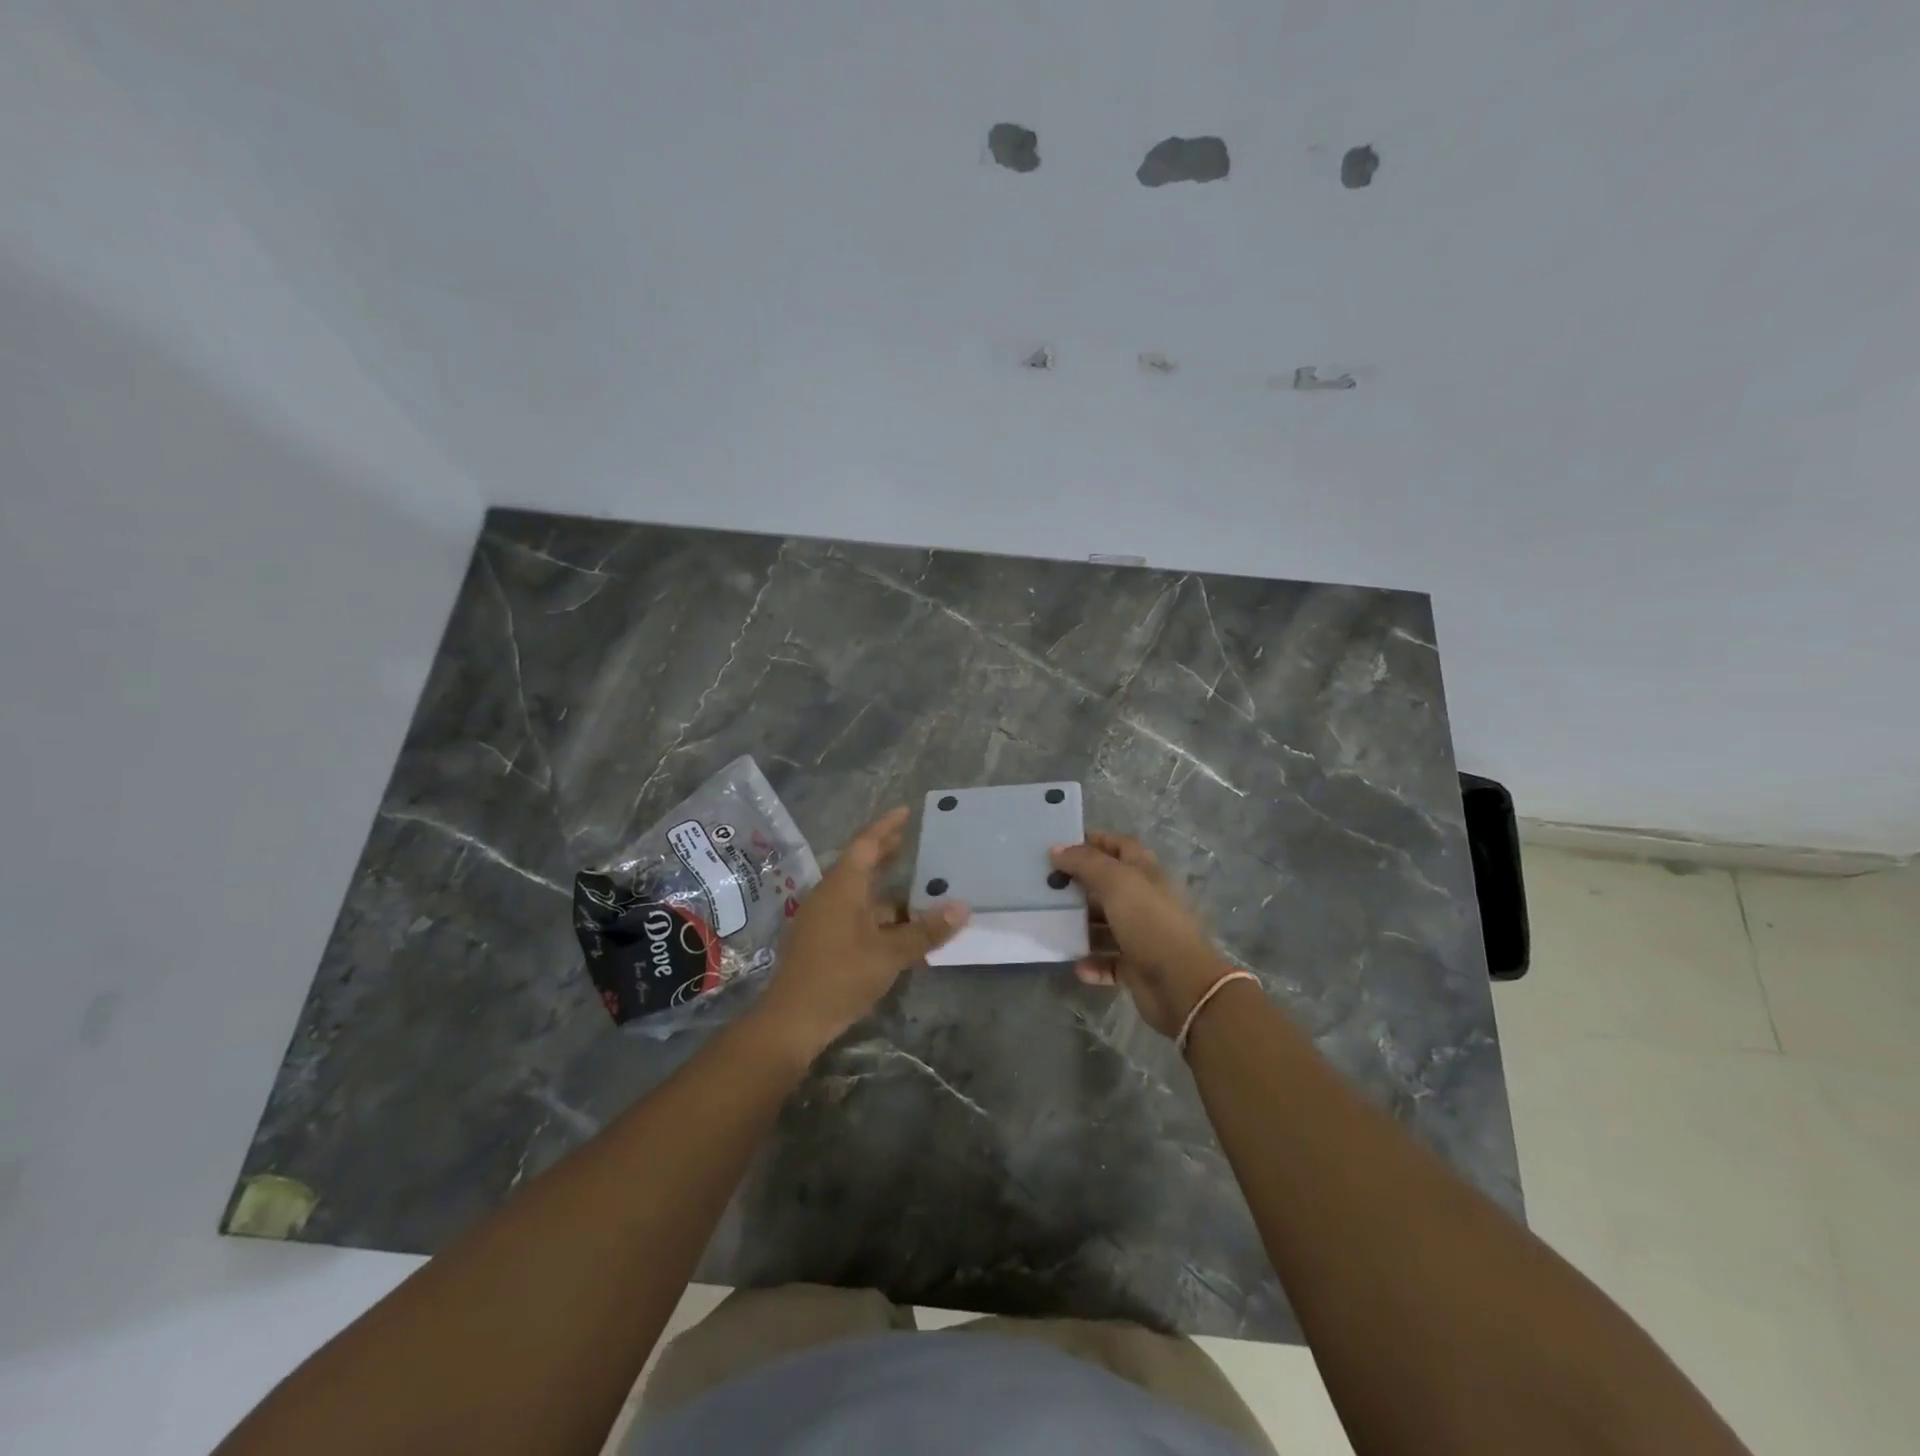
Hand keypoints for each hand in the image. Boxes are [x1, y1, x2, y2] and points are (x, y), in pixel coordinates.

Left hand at [755, 808, 969, 1056]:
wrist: (792, 1021)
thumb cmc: (840, 976)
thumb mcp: (889, 954)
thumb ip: (925, 931)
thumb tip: (962, 907)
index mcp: (842, 886)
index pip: (866, 844)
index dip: (887, 826)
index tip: (906, 811)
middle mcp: (831, 895)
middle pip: (862, 865)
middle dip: (887, 853)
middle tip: (914, 840)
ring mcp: (824, 919)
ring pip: (862, 895)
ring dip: (889, 892)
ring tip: (922, 890)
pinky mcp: (824, 941)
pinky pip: (857, 916)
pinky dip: (881, 916)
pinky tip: (904, 930)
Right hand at [1049, 832, 1229, 1037]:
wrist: (1181, 983)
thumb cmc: (1148, 922)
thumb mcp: (1116, 882)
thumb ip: (1085, 862)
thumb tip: (1056, 849)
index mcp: (1144, 873)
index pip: (1120, 846)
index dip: (1094, 841)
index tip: (1061, 847)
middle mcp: (1143, 900)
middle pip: (1108, 885)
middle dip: (1079, 884)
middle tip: (1047, 885)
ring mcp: (1141, 934)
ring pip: (1105, 924)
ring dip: (1081, 926)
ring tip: (1053, 924)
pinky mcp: (1136, 966)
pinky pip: (1108, 961)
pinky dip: (1093, 963)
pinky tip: (1077, 965)